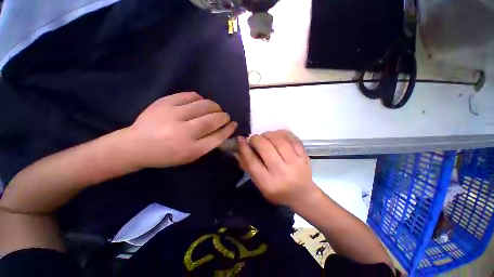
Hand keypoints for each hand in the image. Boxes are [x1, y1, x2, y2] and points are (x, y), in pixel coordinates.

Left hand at [123, 92, 236, 167]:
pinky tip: (199, 103)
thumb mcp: (190, 156)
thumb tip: (224, 129)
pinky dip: (200, 98)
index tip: (234, 124)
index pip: (218, 137)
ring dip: (215, 106)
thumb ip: (208, 143)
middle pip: (213, 119)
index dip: (228, 129)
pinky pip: (190, 95)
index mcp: (190, 149)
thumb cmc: (167, 155)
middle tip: (225, 116)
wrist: (135, 145)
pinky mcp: (164, 102)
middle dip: (224, 116)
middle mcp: (183, 132)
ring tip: (214, 109)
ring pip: (204, 105)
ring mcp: (173, 115)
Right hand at [236, 130, 318, 206]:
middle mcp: (282, 172)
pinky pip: (292, 138)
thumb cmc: (277, 191)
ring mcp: (296, 163)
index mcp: (268, 183)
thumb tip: (240, 147)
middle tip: (255, 139)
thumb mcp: (260, 184)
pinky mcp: (304, 156)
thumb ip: (249, 166)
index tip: (240, 139)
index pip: (252, 162)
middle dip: (256, 139)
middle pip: (266, 148)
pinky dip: (281, 133)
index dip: (244, 148)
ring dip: (268, 134)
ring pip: (279, 140)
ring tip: (265, 137)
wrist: (302, 195)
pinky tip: (276, 135)